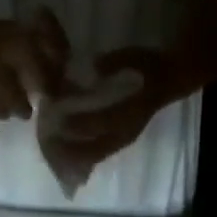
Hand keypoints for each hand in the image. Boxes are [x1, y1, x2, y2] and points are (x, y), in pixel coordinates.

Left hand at [53, 46, 180, 172]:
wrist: (169, 82)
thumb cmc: (149, 68)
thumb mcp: (135, 57)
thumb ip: (114, 63)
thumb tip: (93, 67)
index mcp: (131, 112)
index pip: (102, 123)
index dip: (80, 123)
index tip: (58, 119)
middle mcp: (125, 132)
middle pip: (94, 148)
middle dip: (69, 148)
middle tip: (47, 144)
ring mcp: (122, 141)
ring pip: (94, 157)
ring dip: (72, 158)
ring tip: (51, 155)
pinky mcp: (118, 144)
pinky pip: (97, 157)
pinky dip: (80, 159)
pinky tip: (64, 159)